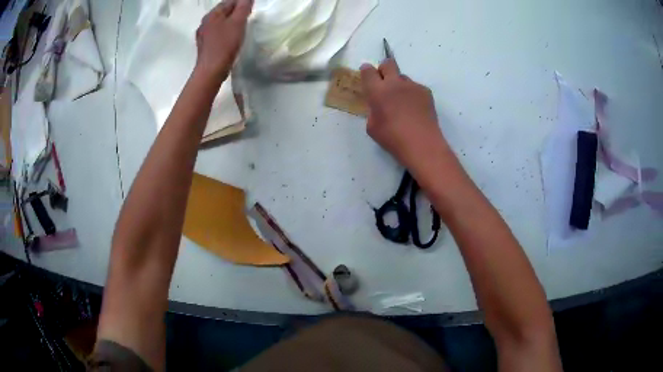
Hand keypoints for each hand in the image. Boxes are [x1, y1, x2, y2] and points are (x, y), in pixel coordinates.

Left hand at [194, 0, 252, 80]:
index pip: (230, 1)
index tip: (251, 8)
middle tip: (248, 15)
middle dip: (236, 11)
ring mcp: (203, 35)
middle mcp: (205, 22)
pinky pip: (217, 33)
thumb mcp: (238, 23)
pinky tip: (230, 38)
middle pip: (223, 11)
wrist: (211, 71)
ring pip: (220, 22)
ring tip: (241, 26)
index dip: (242, 2)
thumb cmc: (225, 45)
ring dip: (230, 21)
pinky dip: (225, 32)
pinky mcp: (205, 46)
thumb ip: (243, 7)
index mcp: (212, 14)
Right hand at [360, 60, 448, 173]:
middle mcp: (395, 83)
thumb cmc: (393, 138)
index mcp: (377, 91)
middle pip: (388, 63)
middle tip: (384, 83)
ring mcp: (412, 86)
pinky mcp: (426, 92)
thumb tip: (378, 106)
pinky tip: (415, 110)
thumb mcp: (372, 127)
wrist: (422, 144)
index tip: (367, 77)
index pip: (368, 71)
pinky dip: (412, 94)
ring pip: (403, 77)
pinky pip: (415, 87)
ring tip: (403, 103)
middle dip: (383, 69)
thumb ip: (373, 111)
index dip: (366, 71)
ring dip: (399, 84)